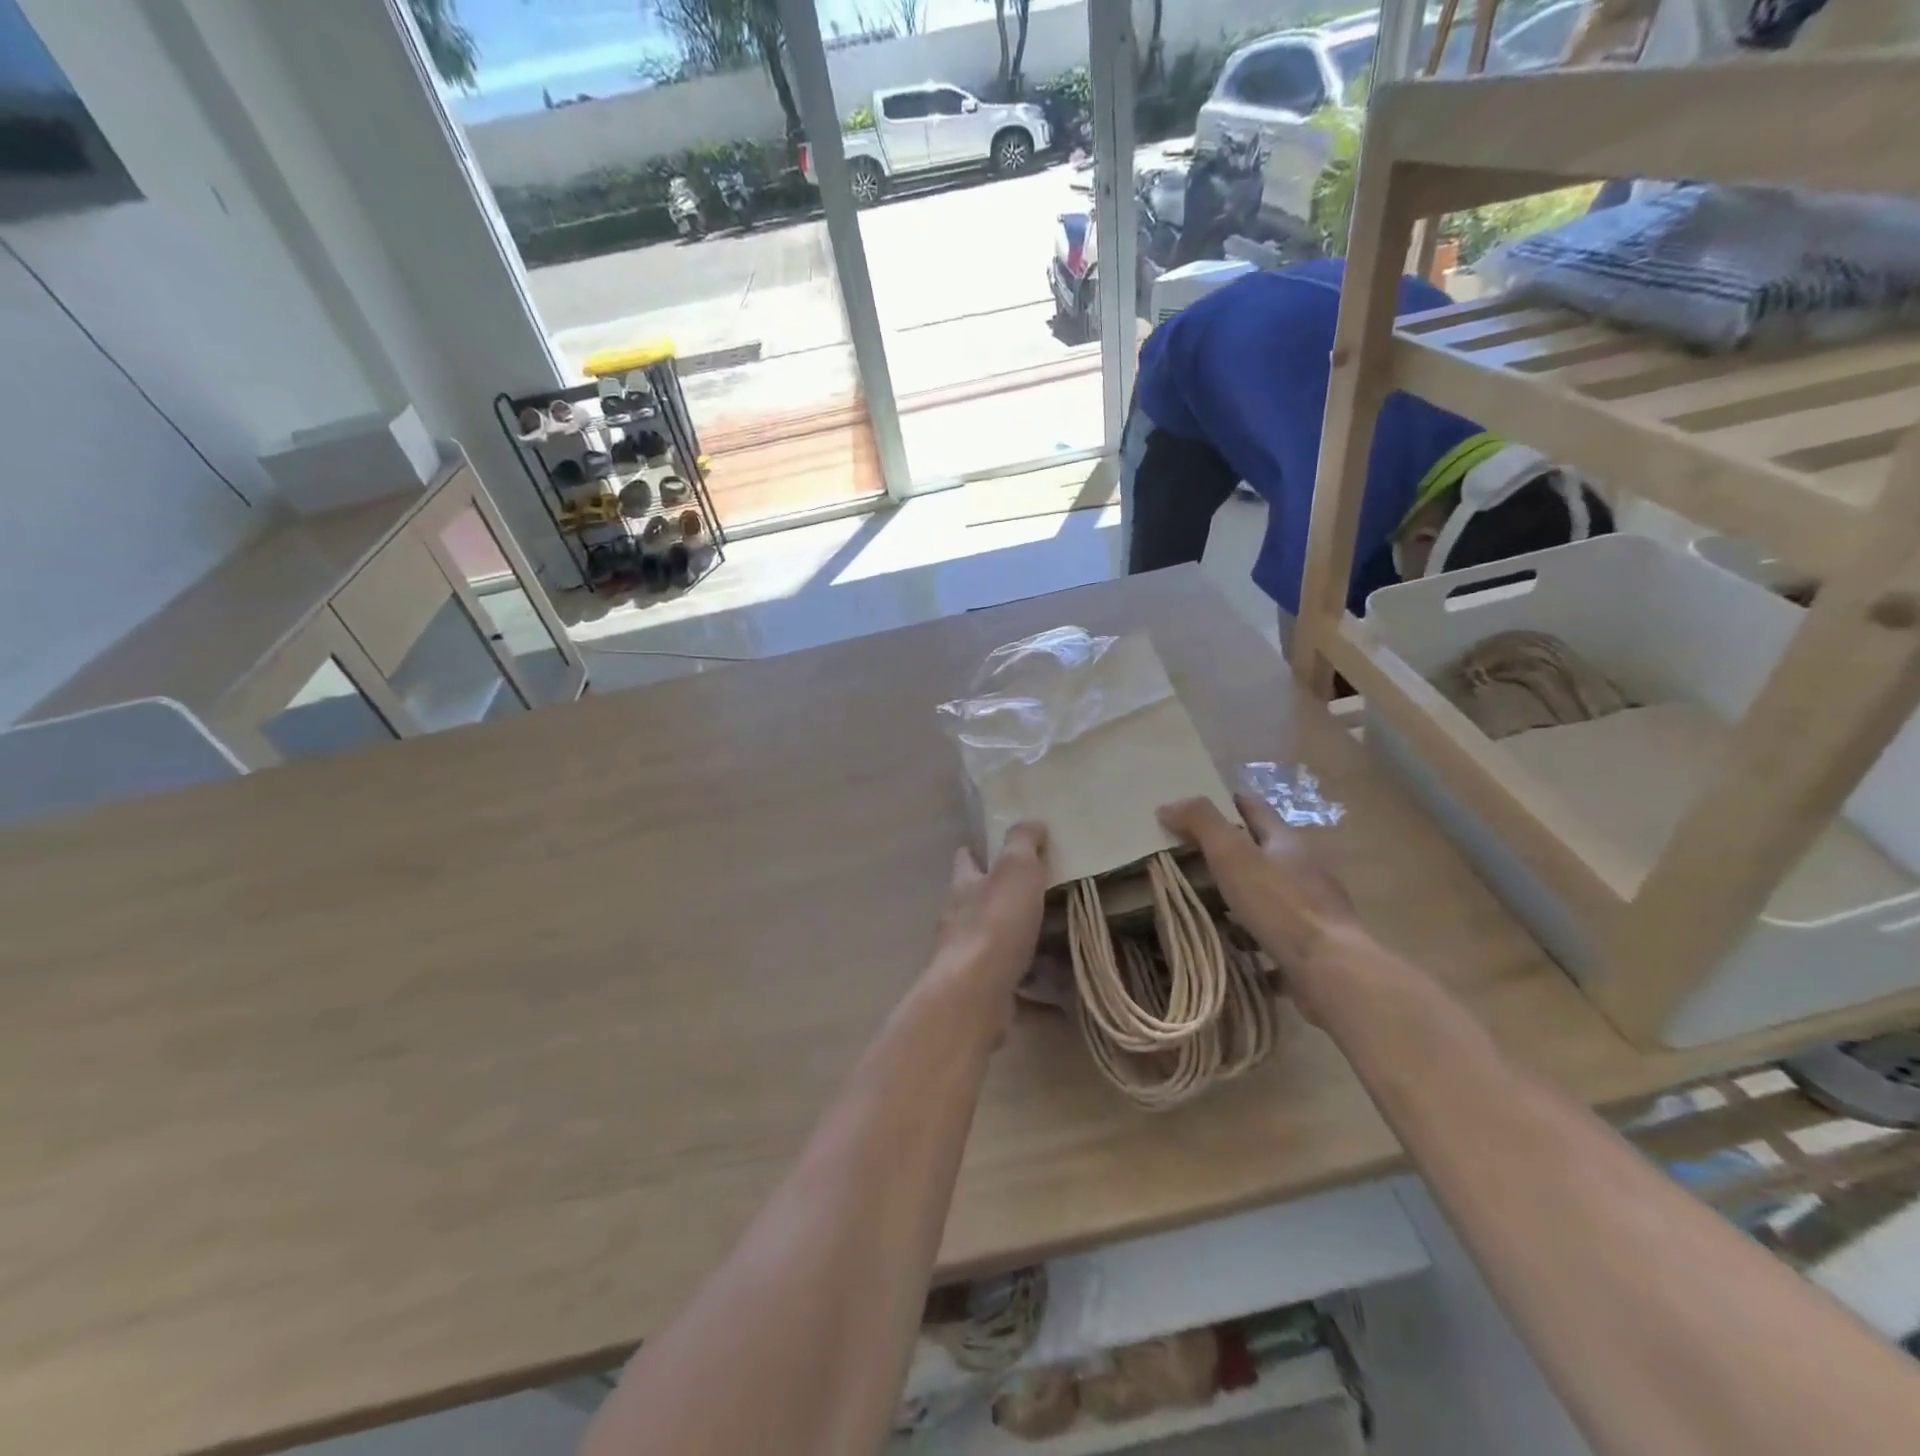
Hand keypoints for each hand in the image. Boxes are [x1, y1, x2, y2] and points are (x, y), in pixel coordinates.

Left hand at [925, 823, 1049, 1035]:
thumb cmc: (996, 923)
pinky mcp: (982, 998)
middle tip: (1044, 899)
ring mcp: (968, 962)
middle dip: (1004, 903)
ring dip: (1023, 951)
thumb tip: (1032, 821)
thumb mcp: (1016, 869)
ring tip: (1060, 951)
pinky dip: (1036, 999)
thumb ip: (1023, 842)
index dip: (977, 852)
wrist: (974, 995)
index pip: (965, 860)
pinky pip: (1016, 995)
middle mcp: (960, 921)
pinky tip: (1063, 1005)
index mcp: (965, 886)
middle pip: (980, 905)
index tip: (996, 848)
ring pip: (998, 950)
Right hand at [1157, 794, 1359, 1026]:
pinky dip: (1252, 933)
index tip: (1196, 804)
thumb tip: (1168, 805)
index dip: (1226, 800)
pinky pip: (1274, 932)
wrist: (1331, 970)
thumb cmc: (1279, 904)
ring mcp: (1311, 908)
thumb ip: (1201, 823)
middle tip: (1188, 854)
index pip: (1254, 807)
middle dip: (1230, 849)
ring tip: (1205, 901)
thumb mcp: (1232, 854)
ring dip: (1241, 893)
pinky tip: (1232, 945)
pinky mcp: (1312, 945)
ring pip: (1269, 891)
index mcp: (1286, 841)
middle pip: (1262, 849)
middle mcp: (1303, 869)